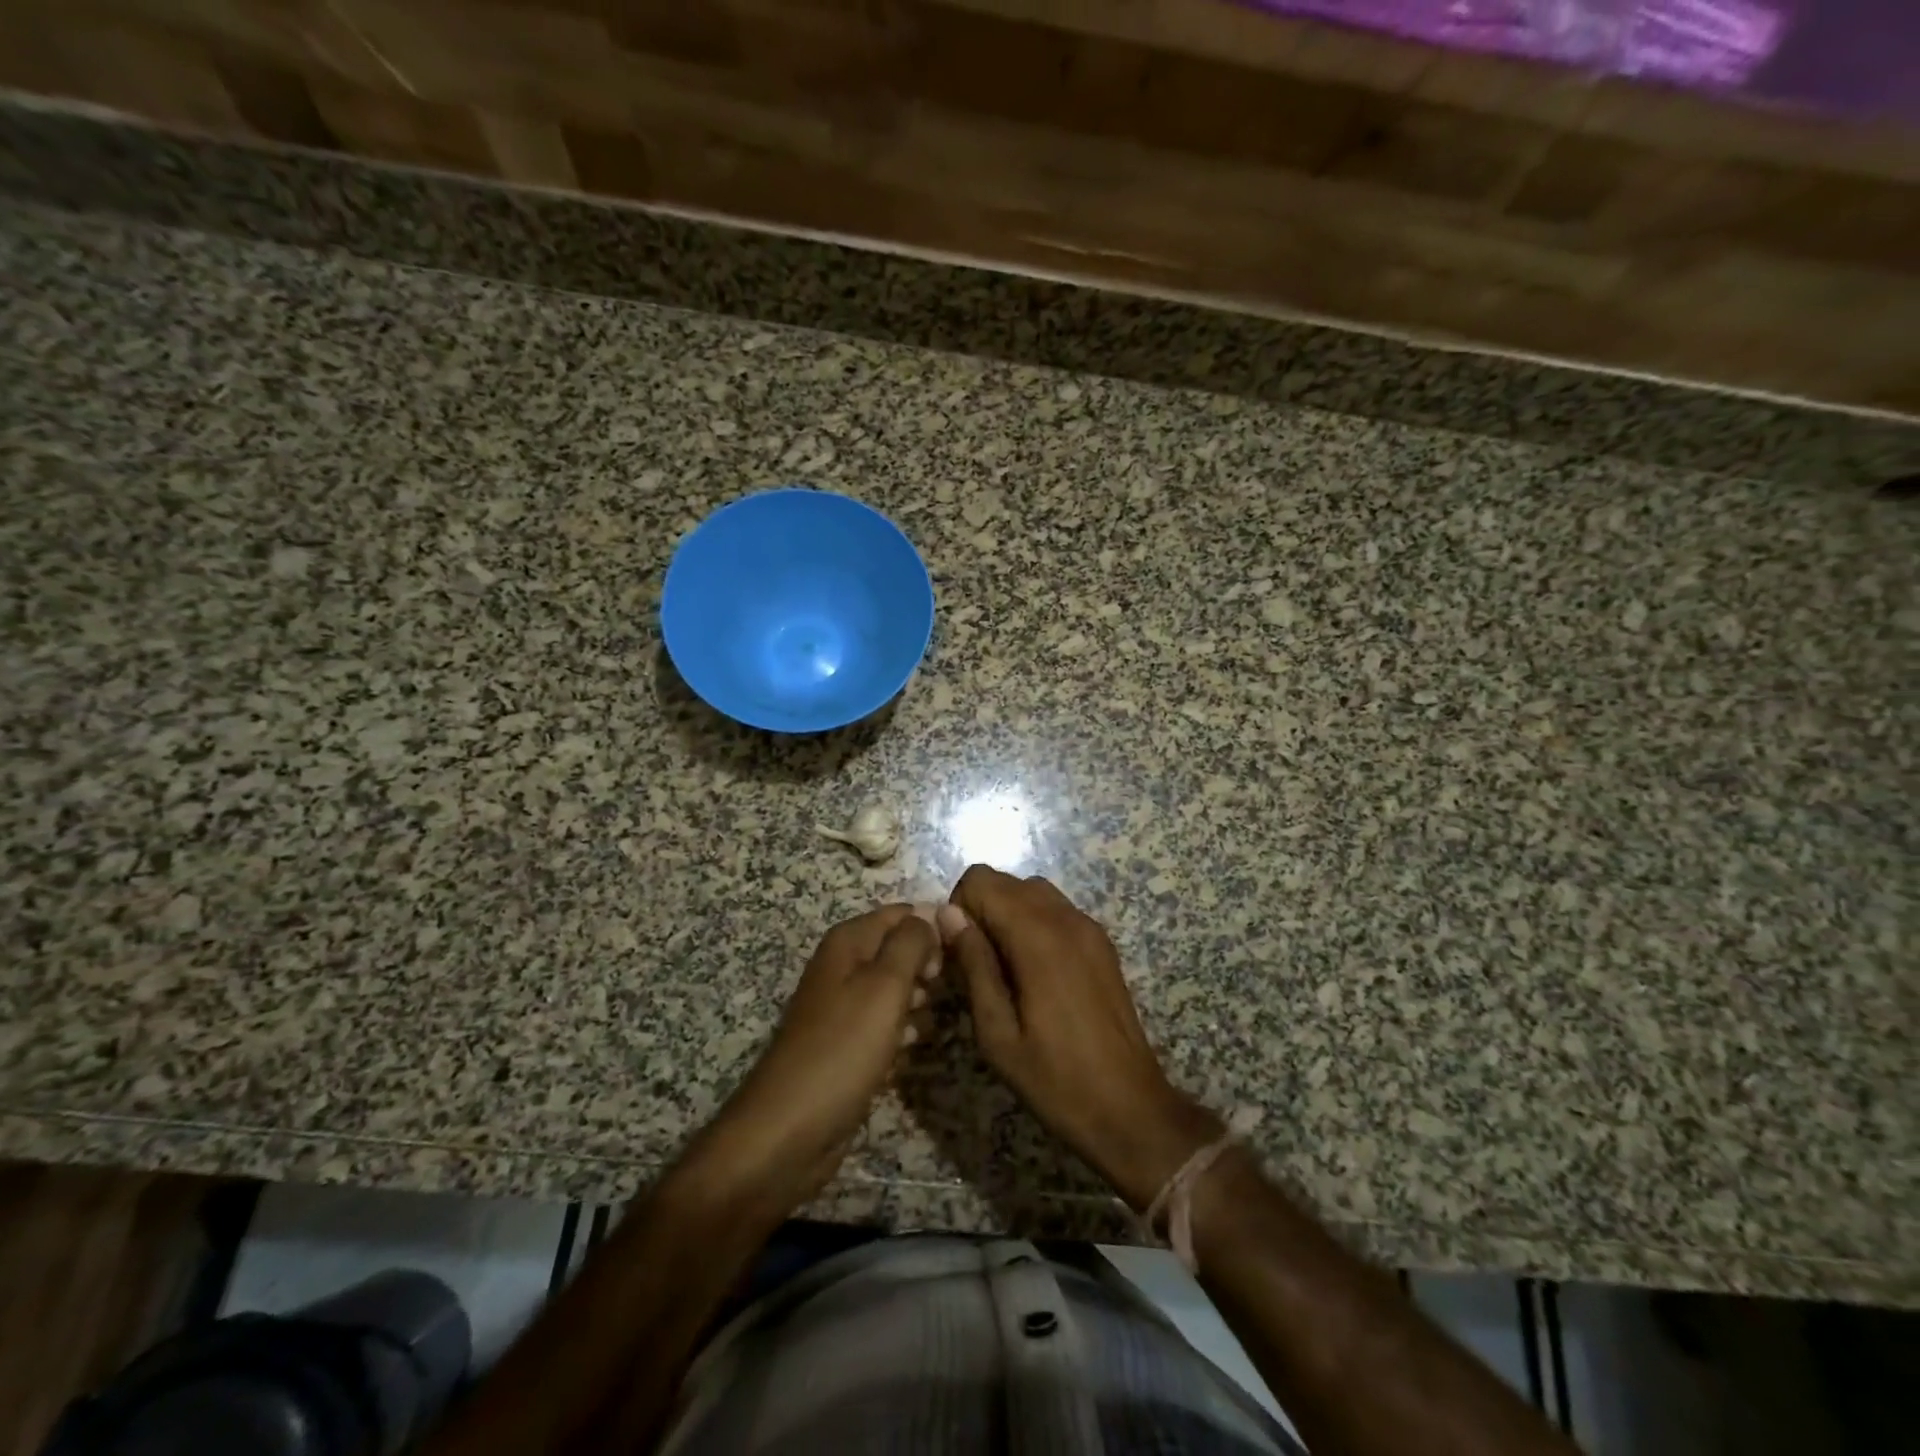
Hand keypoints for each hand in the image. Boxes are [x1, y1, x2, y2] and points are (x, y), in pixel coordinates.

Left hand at [692, 905, 938, 1212]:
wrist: (790, 1131)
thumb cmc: (843, 1048)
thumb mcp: (885, 985)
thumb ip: (911, 942)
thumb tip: (931, 910)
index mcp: (848, 942)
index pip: (902, 913)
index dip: (932, 928)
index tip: (959, 956)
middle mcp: (844, 966)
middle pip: (900, 950)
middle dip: (927, 968)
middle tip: (941, 995)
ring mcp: (844, 1008)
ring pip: (896, 990)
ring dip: (918, 1004)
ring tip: (926, 1027)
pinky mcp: (847, 1045)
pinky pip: (885, 1026)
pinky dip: (900, 1035)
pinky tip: (908, 1053)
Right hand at [940, 867, 1220, 1209]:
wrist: (1130, 1110)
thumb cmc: (1055, 1078)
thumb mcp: (997, 1032)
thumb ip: (973, 964)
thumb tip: (948, 914)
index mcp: (1038, 935)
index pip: (981, 879)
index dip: (960, 909)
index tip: (958, 954)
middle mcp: (1067, 918)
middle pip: (1007, 881)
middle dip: (981, 910)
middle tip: (976, 966)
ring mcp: (1089, 928)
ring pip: (1033, 892)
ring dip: (1008, 915)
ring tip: (1003, 970)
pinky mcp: (1102, 944)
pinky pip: (1057, 911)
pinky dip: (1034, 924)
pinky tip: (1033, 975)